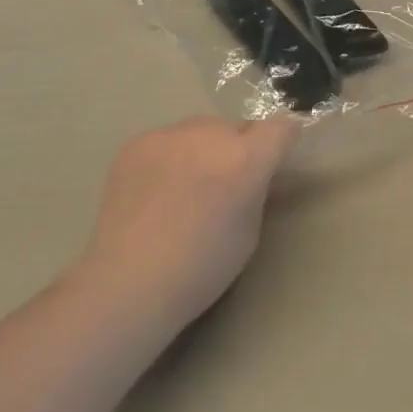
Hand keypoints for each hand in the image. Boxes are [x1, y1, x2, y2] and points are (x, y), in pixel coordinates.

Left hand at [81, 116, 300, 328]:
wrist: (127, 283)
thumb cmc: (200, 269)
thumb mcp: (248, 233)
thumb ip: (258, 190)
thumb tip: (260, 172)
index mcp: (244, 160)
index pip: (280, 128)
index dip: (285, 138)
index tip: (279, 154)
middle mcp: (209, 134)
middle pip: (236, 127)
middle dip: (239, 147)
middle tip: (226, 182)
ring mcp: (170, 134)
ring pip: (200, 130)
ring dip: (204, 148)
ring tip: (186, 187)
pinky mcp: (139, 141)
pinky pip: (168, 140)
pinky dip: (171, 157)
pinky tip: (157, 191)